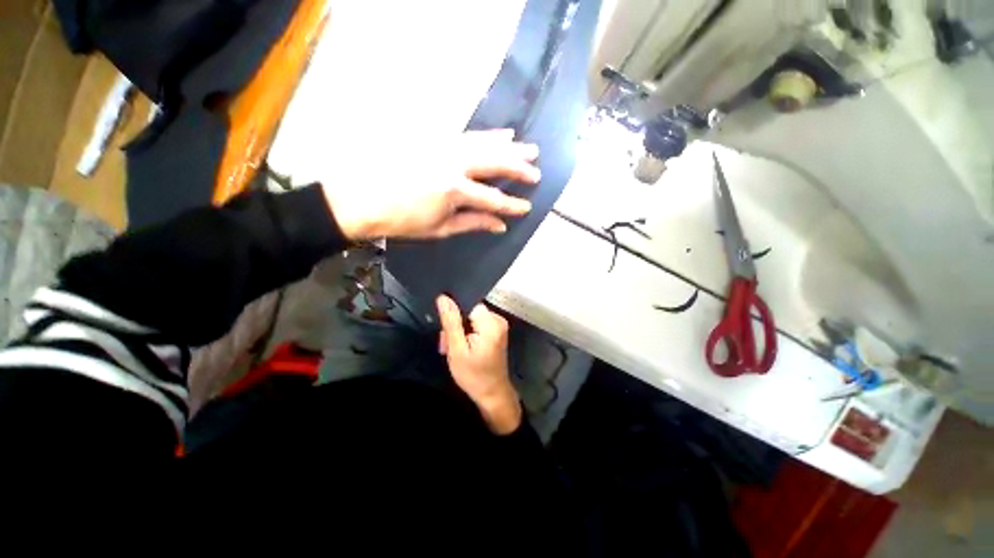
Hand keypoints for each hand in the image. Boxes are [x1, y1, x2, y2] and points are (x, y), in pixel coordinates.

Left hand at [323, 129, 540, 240]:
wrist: (360, 198)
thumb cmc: (401, 221)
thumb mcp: (440, 228)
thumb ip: (473, 223)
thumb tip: (500, 226)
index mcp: (454, 190)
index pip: (493, 198)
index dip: (512, 204)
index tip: (527, 207)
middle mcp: (453, 163)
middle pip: (494, 163)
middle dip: (519, 168)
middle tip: (536, 172)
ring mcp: (444, 146)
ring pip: (485, 143)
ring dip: (509, 147)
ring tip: (529, 148)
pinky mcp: (435, 138)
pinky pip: (468, 134)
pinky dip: (487, 135)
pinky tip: (501, 134)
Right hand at [436, 294, 521, 434]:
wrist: (492, 394)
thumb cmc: (474, 375)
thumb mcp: (457, 350)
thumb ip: (451, 322)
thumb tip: (444, 298)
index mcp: (491, 322)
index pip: (468, 303)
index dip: (454, 314)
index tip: (445, 330)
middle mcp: (498, 319)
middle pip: (469, 311)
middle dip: (455, 326)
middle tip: (446, 345)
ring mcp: (498, 325)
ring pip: (471, 318)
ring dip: (459, 331)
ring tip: (452, 349)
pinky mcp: (496, 331)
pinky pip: (477, 324)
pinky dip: (467, 334)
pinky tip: (461, 347)